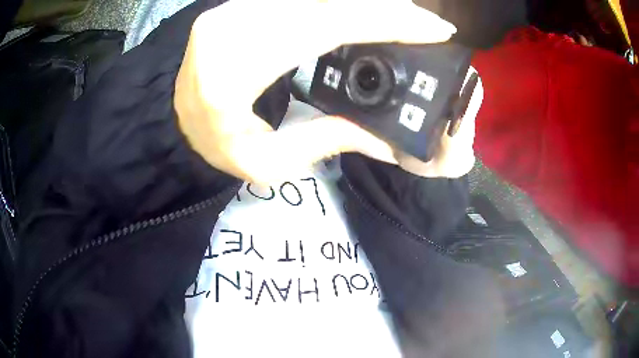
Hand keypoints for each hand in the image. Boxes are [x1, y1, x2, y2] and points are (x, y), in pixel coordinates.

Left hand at [175, 0, 474, 183]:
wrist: (172, 117)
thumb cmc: (211, 145)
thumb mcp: (265, 163)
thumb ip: (325, 142)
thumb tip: (382, 138)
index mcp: (234, 68)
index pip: (325, 26)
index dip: (385, 21)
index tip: (431, 27)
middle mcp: (232, 24)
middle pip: (325, 2)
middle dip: (384, 8)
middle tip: (424, 23)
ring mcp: (233, 8)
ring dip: (364, 4)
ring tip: (401, 19)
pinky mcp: (237, 4)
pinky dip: (337, 3)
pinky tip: (361, 13)